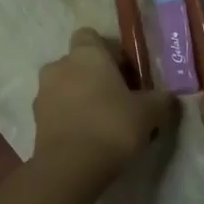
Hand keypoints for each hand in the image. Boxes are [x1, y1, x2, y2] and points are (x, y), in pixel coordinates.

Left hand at [33, 28, 176, 183]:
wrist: (71, 167)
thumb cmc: (112, 126)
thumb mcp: (150, 112)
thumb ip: (161, 100)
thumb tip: (168, 98)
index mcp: (86, 54)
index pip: (91, 36)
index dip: (108, 52)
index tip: (125, 73)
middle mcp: (59, 66)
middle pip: (78, 63)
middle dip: (94, 77)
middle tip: (118, 100)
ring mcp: (42, 93)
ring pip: (65, 87)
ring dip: (80, 98)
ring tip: (102, 123)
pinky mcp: (35, 121)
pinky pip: (56, 111)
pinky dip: (69, 118)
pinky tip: (87, 138)